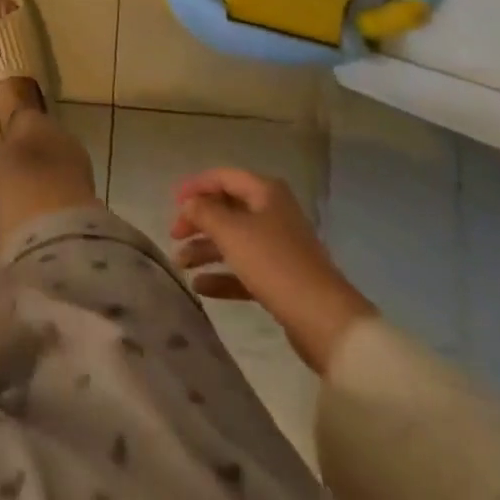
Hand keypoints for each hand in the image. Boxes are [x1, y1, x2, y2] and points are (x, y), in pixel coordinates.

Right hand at [171, 167, 375, 374]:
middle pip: (227, 209)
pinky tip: (200, 287)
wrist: (326, 322)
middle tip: (174, 235)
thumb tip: (190, 203)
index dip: (196, 185)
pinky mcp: (282, 279)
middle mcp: (272, 213)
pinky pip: (245, 269)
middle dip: (198, 221)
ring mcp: (279, 248)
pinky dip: (222, 275)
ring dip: (206, 250)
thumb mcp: (231, 232)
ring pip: (234, 240)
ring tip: (180, 264)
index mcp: (265, 192)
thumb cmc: (274, 264)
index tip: (173, 202)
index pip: (223, 177)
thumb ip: (204, 212)